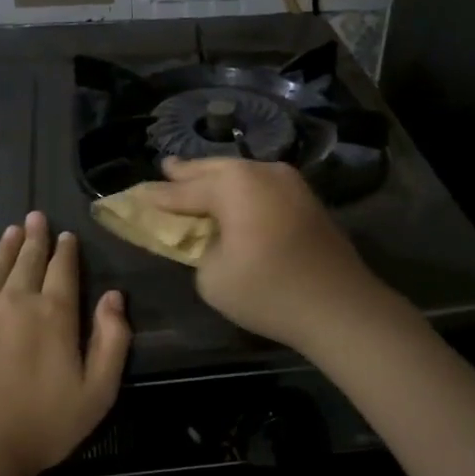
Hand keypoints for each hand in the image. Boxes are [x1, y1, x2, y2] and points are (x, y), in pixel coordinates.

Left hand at [0, 211, 130, 475]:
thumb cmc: (45, 424)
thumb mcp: (99, 390)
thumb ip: (113, 339)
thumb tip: (114, 295)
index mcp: (54, 313)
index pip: (63, 270)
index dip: (66, 250)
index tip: (65, 235)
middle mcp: (15, 300)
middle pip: (27, 260)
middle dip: (34, 237)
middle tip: (35, 217)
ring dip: (4, 248)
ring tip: (11, 231)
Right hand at [131, 158, 396, 355]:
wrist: (339, 306)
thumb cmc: (267, 291)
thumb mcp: (212, 276)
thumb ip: (199, 248)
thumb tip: (212, 238)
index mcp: (233, 184)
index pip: (182, 190)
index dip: (157, 196)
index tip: (135, 195)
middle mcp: (261, 171)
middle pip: (214, 169)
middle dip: (188, 172)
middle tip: (166, 169)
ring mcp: (290, 181)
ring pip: (241, 173)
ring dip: (217, 178)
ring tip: (195, 178)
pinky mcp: (307, 198)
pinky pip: (261, 185)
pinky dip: (241, 190)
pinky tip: (233, 197)